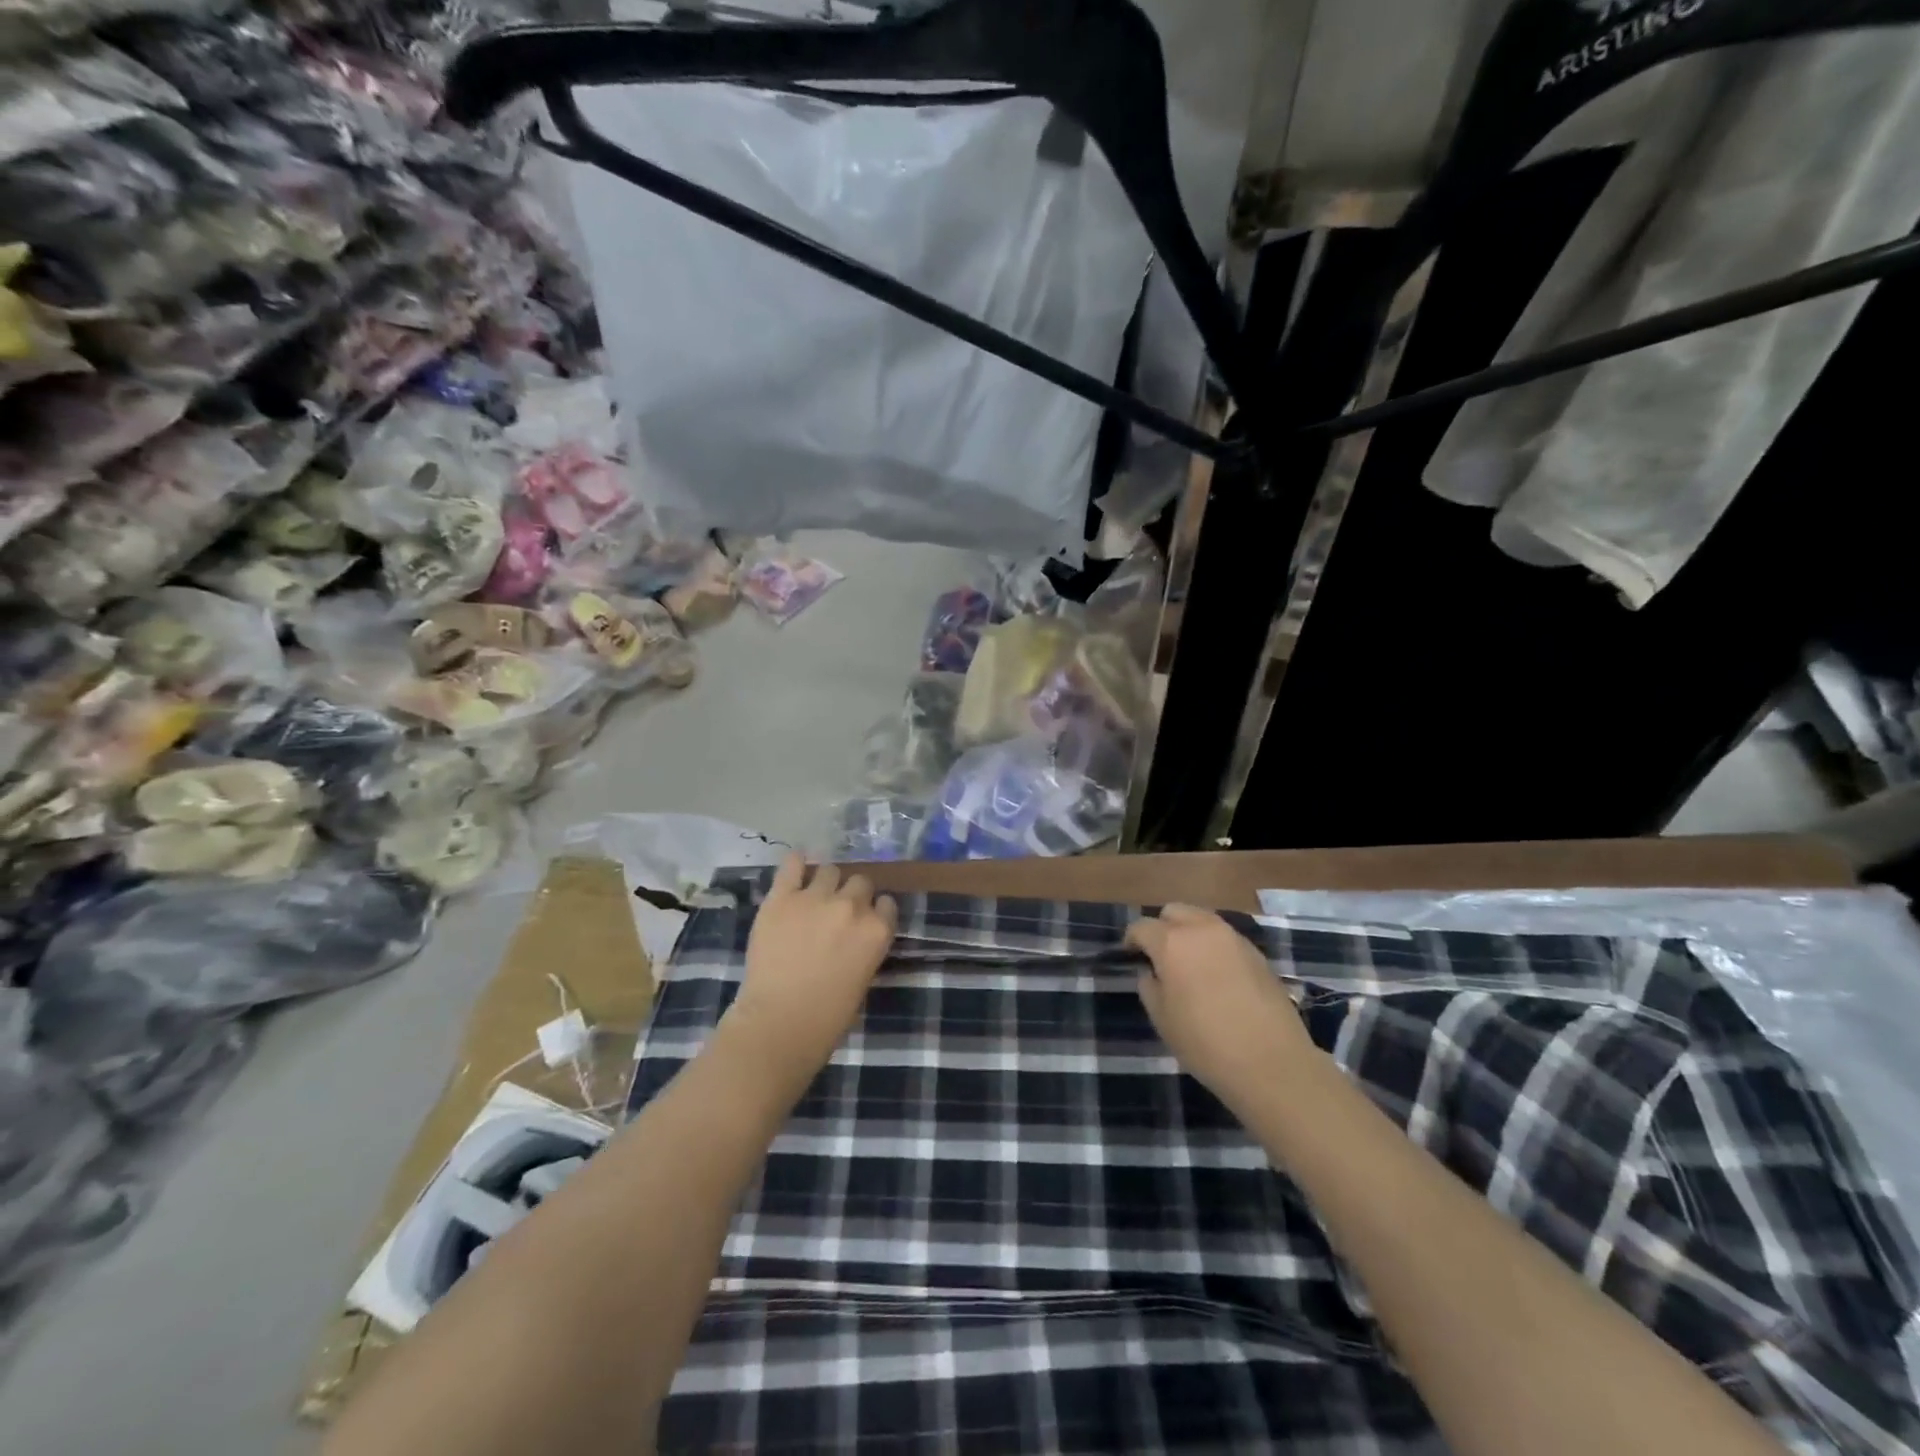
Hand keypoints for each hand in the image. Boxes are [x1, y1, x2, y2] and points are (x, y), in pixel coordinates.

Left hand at [724, 855, 897, 1078]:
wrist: (778, 1023)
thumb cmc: (827, 1018)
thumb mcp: (863, 979)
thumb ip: (864, 948)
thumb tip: (854, 935)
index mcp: (878, 931)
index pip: (886, 903)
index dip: (874, 911)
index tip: (863, 921)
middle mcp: (852, 906)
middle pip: (860, 882)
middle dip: (851, 895)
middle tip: (836, 914)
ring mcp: (816, 898)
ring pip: (829, 870)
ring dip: (825, 883)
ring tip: (813, 899)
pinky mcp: (782, 897)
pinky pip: (792, 864)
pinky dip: (795, 864)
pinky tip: (795, 870)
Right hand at [1126, 904, 1317, 1111]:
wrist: (1271, 1062)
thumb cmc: (1205, 1042)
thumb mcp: (1162, 1018)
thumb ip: (1149, 986)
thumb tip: (1151, 971)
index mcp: (1172, 942)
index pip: (1141, 926)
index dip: (1132, 940)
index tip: (1131, 957)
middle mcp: (1202, 929)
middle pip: (1174, 911)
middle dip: (1162, 927)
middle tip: (1160, 956)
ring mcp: (1233, 938)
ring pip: (1202, 919)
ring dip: (1190, 933)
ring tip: (1189, 964)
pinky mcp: (1257, 952)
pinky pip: (1225, 937)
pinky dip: (1214, 946)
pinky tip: (1217, 976)